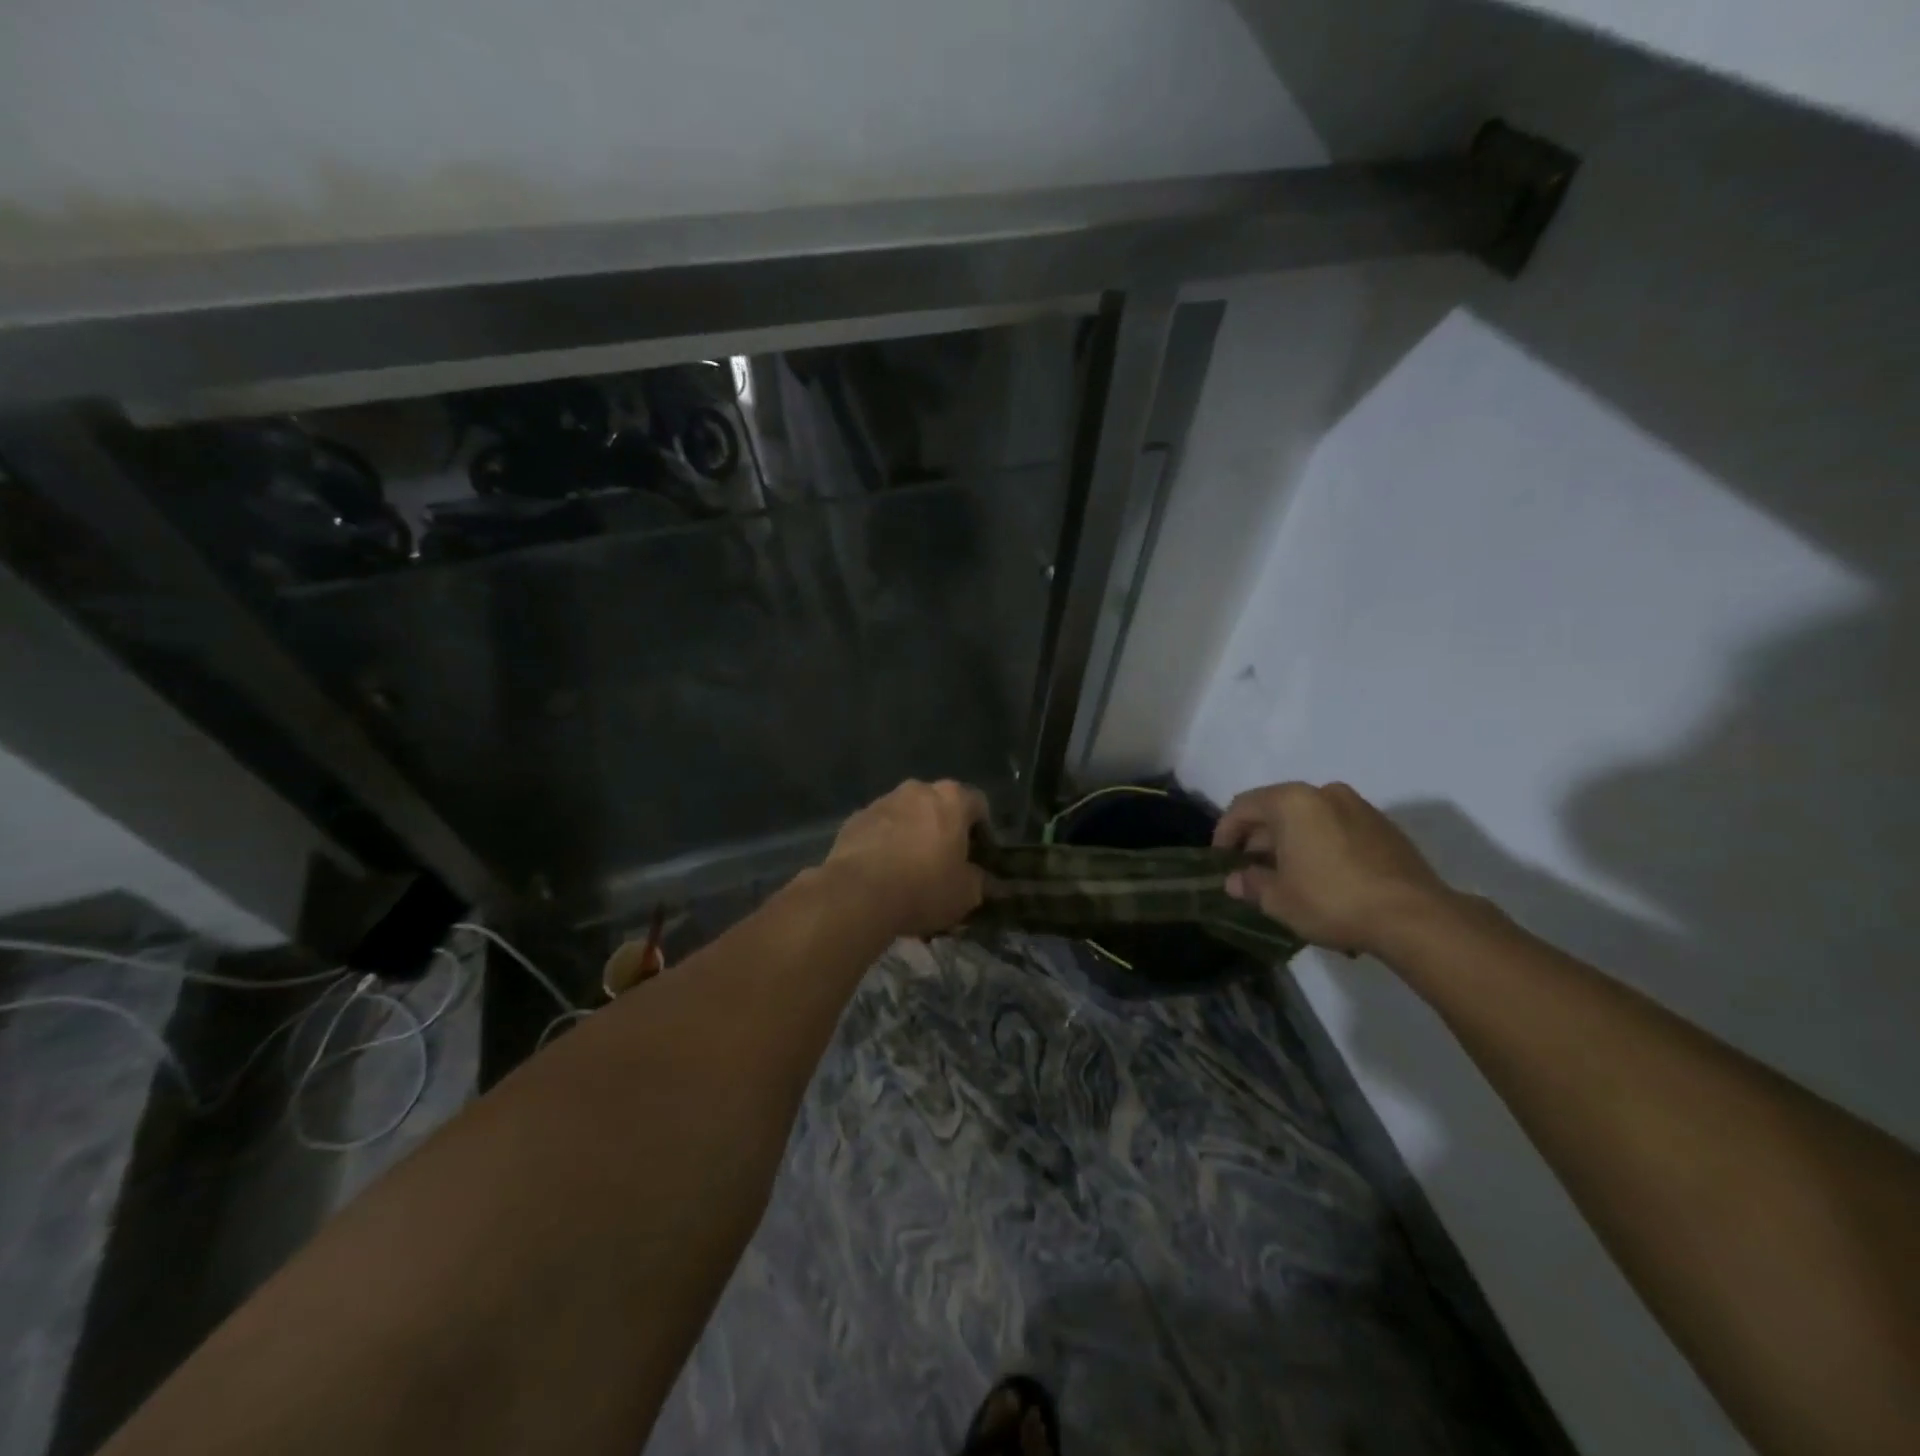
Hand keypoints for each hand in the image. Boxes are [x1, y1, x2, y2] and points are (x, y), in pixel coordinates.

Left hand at [824, 779, 988, 938]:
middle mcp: (917, 790)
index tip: (978, 856)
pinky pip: (879, 828)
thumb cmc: (924, 887)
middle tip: (944, 862)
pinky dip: (884, 843)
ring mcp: (882, 801)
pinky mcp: (855, 819)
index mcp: (951, 798)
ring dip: (912, 834)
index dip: (982, 831)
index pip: (978, 804)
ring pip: (906, 815)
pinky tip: (882, 872)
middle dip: (943, 829)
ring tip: (909, 869)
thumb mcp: (966, 894)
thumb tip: (980, 878)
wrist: (858, 894)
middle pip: (939, 805)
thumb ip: (979, 881)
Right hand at [1212, 782, 1455, 954]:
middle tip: (1251, 872)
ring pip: (1309, 820)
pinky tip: (1321, 879)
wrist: (1415, 917)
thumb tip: (1234, 880)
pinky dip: (1320, 847)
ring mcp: (1359, 808)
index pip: (1243, 807)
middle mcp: (1324, 793)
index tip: (1221, 861)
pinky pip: (1337, 830)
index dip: (1225, 833)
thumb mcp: (1279, 899)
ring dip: (1291, 844)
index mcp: (1292, 801)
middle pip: (1277, 810)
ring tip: (1286, 878)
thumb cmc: (1332, 900)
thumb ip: (1250, 884)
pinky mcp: (1385, 828)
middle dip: (1259, 840)